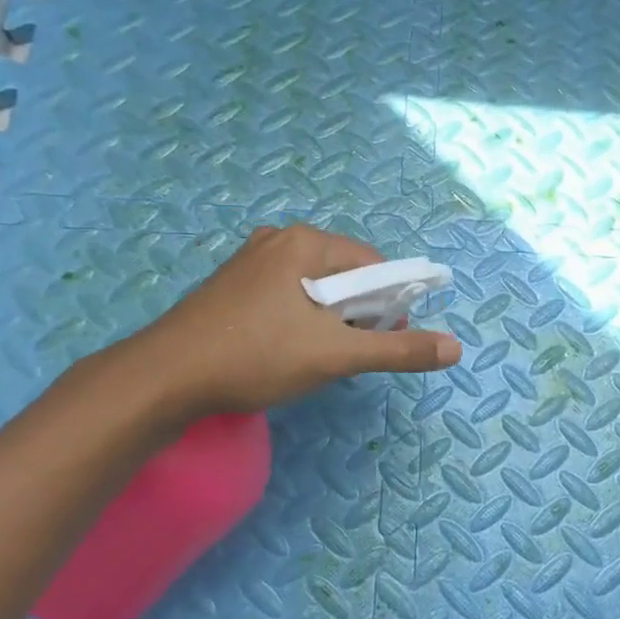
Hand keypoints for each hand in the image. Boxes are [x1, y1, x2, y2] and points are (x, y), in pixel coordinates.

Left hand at [114, 224, 461, 417]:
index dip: (386, 303)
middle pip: (345, 273)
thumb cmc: (255, 357)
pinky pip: (286, 294)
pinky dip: (299, 319)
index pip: (373, 264)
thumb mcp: (335, 355)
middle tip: (341, 352)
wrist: (163, 379)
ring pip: (315, 287)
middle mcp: (278, 239)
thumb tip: (456, 348)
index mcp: (305, 242)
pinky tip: (282, 349)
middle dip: (355, 313)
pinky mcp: (232, 285)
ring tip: (311, 355)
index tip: (376, 339)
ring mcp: (250, 260)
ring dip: (327, 320)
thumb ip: (397, 350)